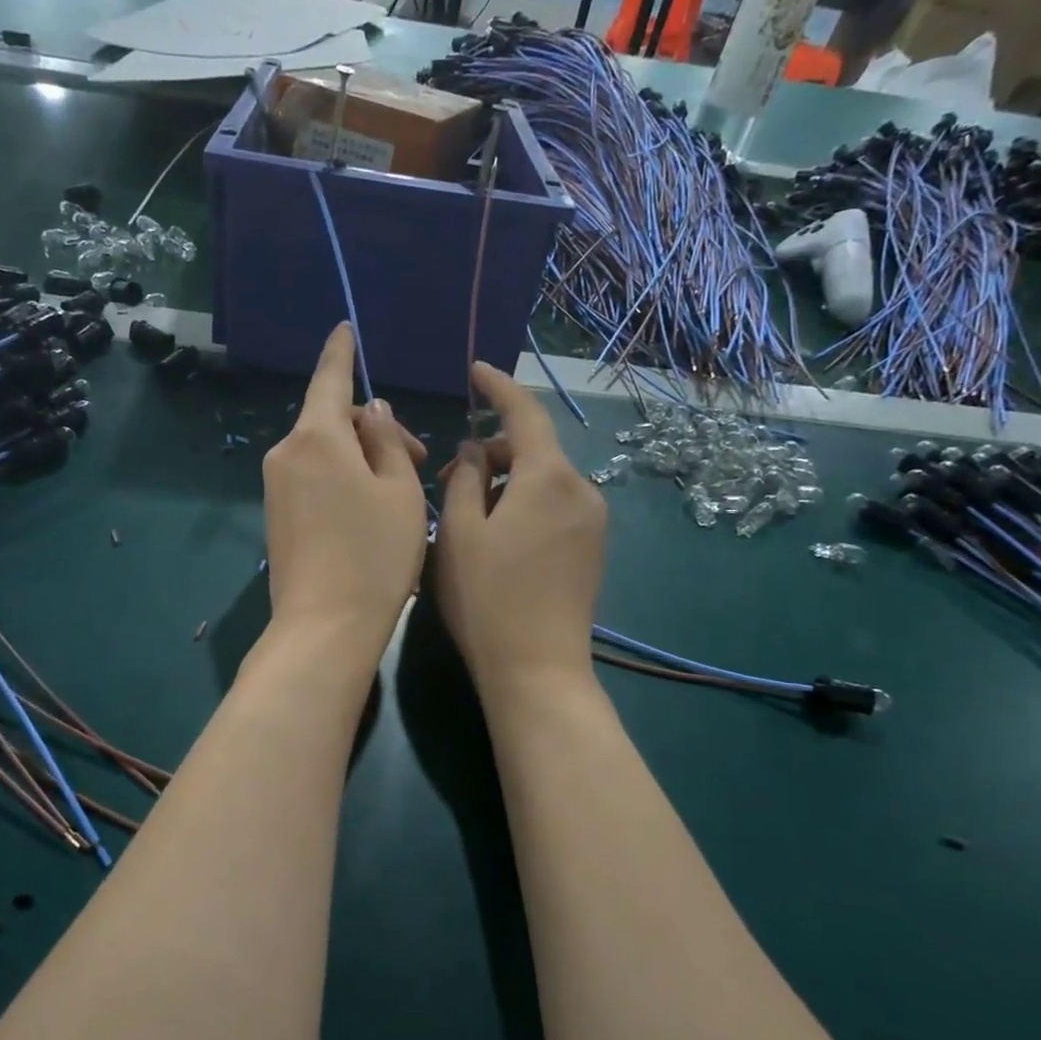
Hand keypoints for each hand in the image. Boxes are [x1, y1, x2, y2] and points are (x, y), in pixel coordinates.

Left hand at [262, 324, 427, 657]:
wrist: (325, 626)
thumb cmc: (375, 554)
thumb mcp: (400, 491)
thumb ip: (388, 441)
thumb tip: (375, 412)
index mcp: (317, 437)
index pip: (330, 378)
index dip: (341, 351)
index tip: (345, 328)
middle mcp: (286, 453)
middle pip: (333, 421)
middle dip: (376, 430)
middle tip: (421, 460)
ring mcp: (276, 486)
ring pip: (325, 452)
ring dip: (362, 458)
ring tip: (400, 492)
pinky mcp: (276, 515)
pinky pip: (312, 478)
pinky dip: (342, 479)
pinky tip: (370, 510)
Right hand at [436, 362, 605, 697]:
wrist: (537, 669)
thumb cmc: (486, 598)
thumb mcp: (459, 532)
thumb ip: (466, 478)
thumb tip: (476, 448)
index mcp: (549, 478)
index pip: (525, 413)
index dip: (498, 387)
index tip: (475, 370)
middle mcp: (581, 490)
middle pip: (536, 448)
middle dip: (493, 450)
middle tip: (448, 477)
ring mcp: (593, 522)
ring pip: (545, 479)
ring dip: (507, 480)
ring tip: (467, 511)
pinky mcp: (592, 549)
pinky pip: (556, 505)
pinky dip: (525, 502)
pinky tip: (497, 533)